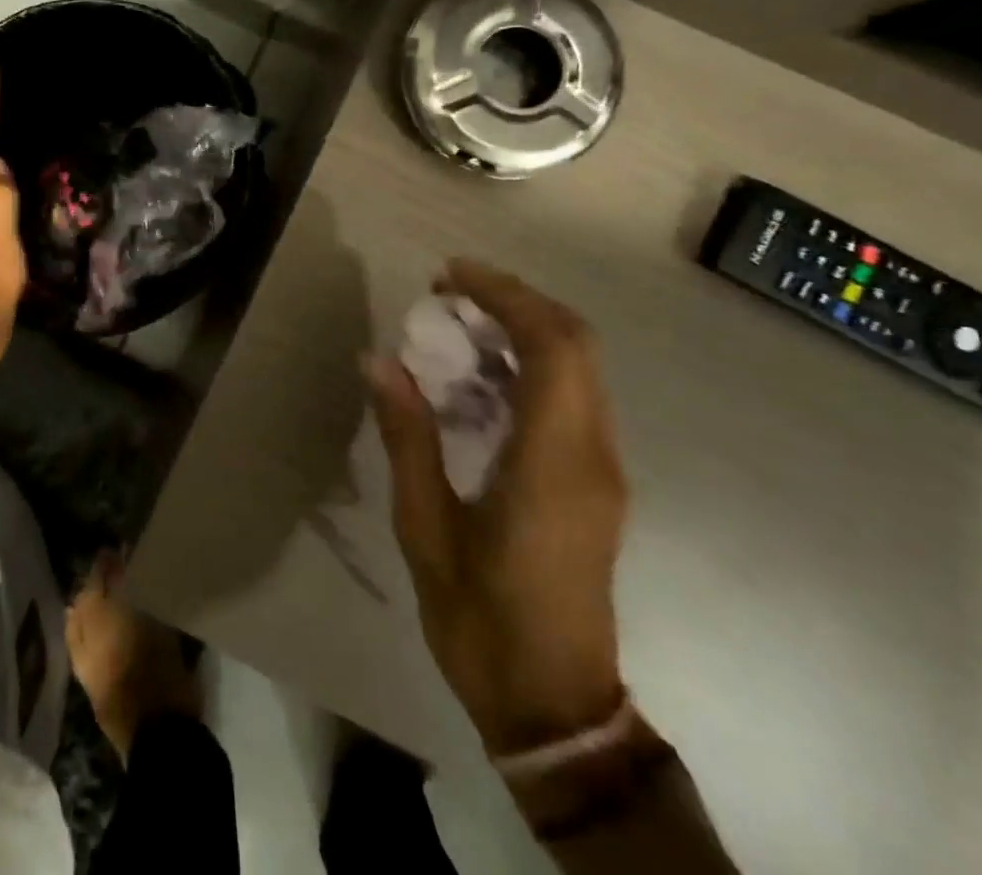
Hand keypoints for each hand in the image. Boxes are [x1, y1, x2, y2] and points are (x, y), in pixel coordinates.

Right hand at [367, 259, 627, 756]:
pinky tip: (476, 376)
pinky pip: (571, 398)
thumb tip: (378, 361)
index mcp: (553, 462)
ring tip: (455, 323)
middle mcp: (592, 454)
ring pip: (579, 368)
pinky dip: (529, 365)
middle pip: (576, 344)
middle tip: (448, 291)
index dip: (505, 296)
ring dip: (523, 329)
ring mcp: (602, 470)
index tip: (449, 275)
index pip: (552, 347)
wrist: (553, 706)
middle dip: (514, 301)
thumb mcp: (425, 527)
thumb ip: (407, 437)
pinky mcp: (595, 483)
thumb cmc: (480, 618)